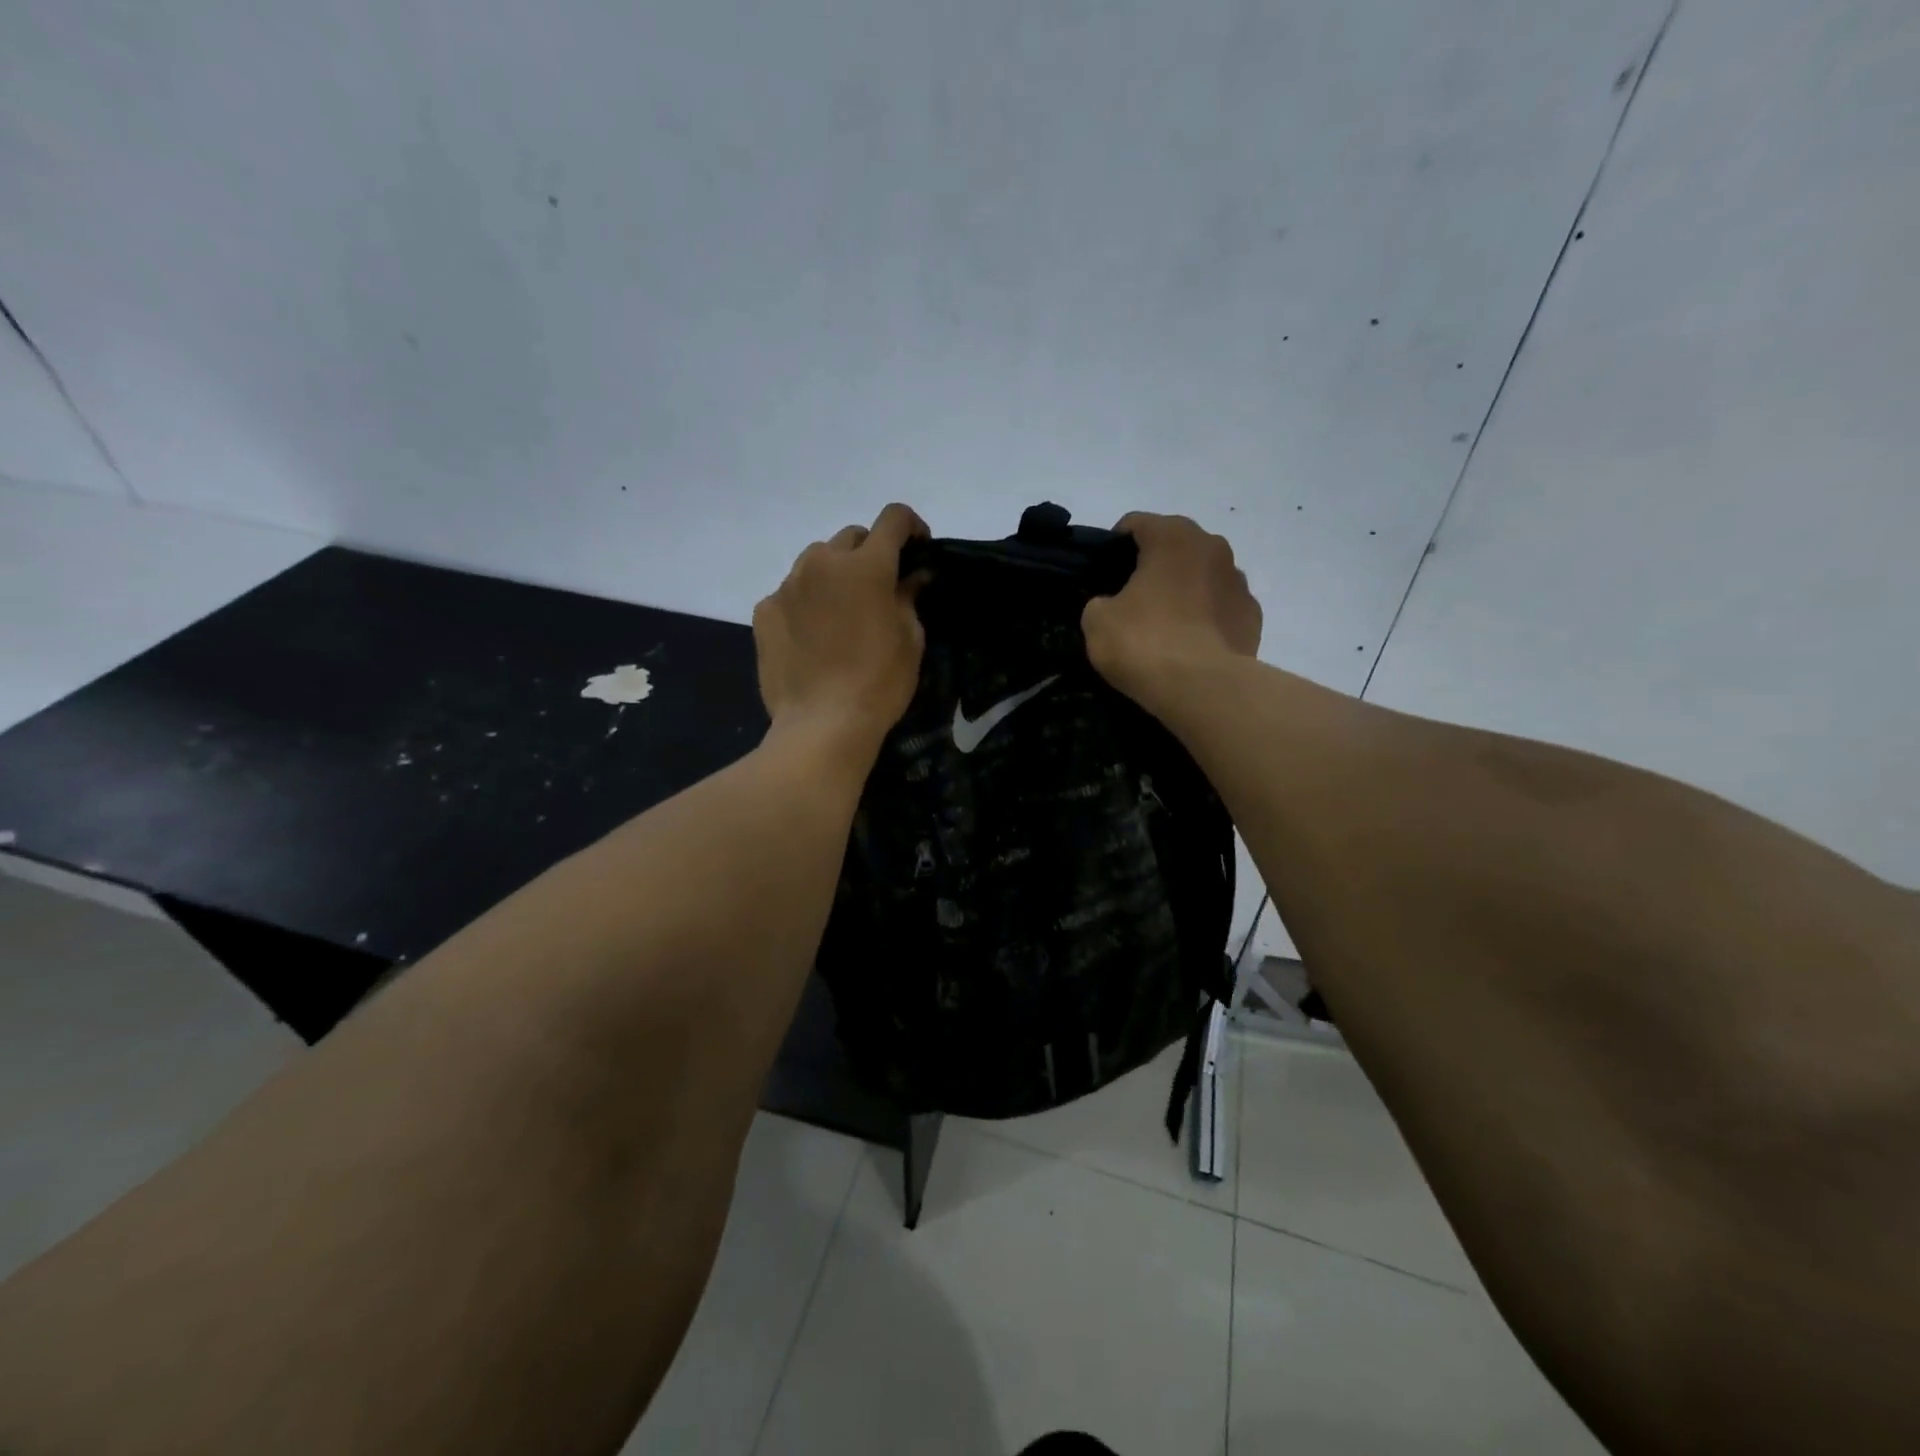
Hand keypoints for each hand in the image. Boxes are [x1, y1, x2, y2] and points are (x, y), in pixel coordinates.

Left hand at [753, 503, 929, 752]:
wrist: (822, 725)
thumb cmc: (879, 683)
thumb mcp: (910, 640)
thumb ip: (909, 597)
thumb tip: (913, 576)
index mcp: (866, 565)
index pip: (893, 519)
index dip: (911, 526)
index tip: (918, 549)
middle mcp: (822, 562)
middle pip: (851, 537)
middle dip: (870, 553)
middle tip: (879, 588)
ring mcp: (787, 585)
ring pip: (816, 561)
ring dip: (834, 575)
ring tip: (841, 612)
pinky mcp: (763, 611)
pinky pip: (790, 593)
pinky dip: (806, 602)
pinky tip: (812, 635)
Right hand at [1082, 512, 1261, 706]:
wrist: (1204, 688)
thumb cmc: (1145, 643)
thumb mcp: (1097, 621)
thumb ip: (1100, 601)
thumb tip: (1111, 605)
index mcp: (1172, 536)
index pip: (1136, 524)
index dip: (1113, 547)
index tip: (1102, 576)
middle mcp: (1212, 547)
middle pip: (1173, 547)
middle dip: (1153, 567)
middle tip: (1130, 601)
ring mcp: (1239, 582)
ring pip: (1201, 576)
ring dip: (1183, 591)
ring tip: (1164, 626)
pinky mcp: (1253, 616)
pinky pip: (1220, 608)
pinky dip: (1205, 618)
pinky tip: (1190, 645)